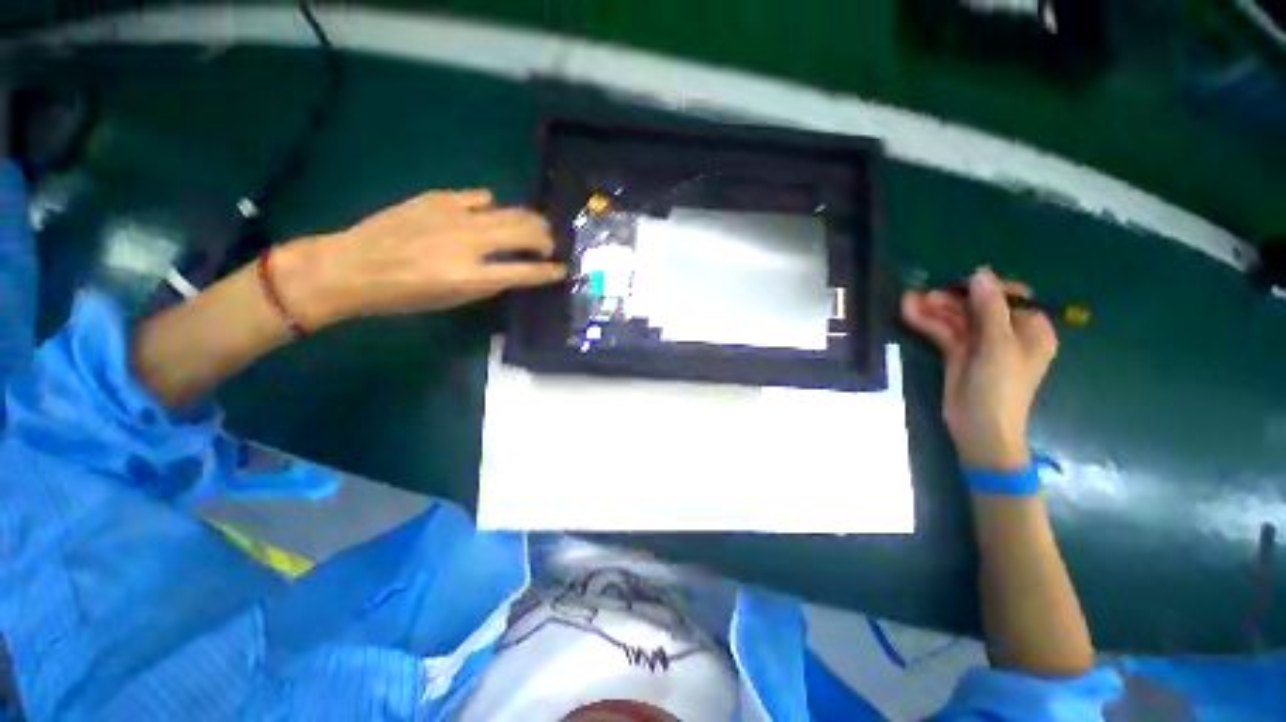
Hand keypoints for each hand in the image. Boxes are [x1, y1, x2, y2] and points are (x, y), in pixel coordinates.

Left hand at [277, 189, 565, 326]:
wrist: (353, 265)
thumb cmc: (405, 295)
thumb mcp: (453, 301)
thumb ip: (490, 285)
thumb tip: (514, 272)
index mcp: (474, 276)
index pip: (527, 271)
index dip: (550, 271)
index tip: (563, 270)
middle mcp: (471, 242)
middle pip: (526, 231)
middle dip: (547, 238)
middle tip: (551, 245)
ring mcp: (456, 215)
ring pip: (510, 210)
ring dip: (529, 220)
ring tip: (533, 227)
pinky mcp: (439, 198)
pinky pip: (480, 197)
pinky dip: (493, 206)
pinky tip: (491, 212)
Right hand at [901, 267, 1057, 469]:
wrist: (978, 428)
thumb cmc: (999, 388)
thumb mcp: (998, 346)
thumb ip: (990, 308)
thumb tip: (981, 272)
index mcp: (1030, 330)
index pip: (1011, 297)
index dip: (986, 288)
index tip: (961, 284)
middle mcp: (1007, 334)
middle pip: (979, 307)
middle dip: (953, 299)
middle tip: (928, 295)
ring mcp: (980, 344)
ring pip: (957, 319)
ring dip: (934, 309)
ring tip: (909, 299)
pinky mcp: (958, 354)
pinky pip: (944, 332)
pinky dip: (927, 323)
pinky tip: (909, 312)